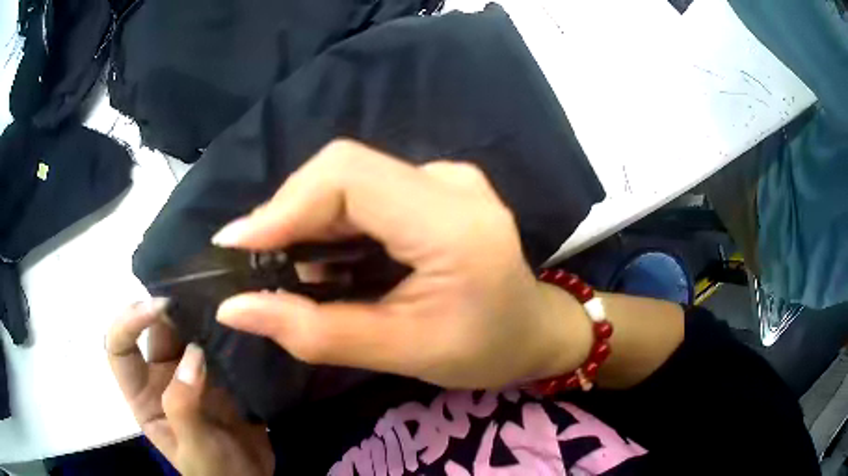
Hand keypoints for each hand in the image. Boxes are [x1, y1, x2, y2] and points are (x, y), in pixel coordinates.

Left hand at [106, 300, 274, 475]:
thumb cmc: (215, 473)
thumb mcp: (192, 447)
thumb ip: (183, 404)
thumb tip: (194, 354)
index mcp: (143, 396)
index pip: (120, 349)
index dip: (128, 323)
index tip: (158, 308)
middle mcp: (161, 378)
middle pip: (154, 332)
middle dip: (168, 310)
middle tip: (195, 292)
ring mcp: (191, 375)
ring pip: (185, 333)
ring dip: (197, 316)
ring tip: (217, 298)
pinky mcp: (219, 376)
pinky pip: (216, 346)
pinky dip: (223, 331)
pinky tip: (238, 319)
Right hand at [212, 139, 592, 388]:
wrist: (534, 331)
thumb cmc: (484, 351)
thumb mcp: (402, 352)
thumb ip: (315, 332)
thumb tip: (234, 309)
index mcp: (452, 223)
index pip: (348, 177)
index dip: (282, 205)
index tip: (235, 247)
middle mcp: (450, 181)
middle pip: (344, 170)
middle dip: (289, 215)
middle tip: (259, 265)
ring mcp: (446, 177)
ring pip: (351, 177)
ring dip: (307, 219)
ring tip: (288, 269)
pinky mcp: (438, 186)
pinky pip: (368, 189)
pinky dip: (333, 220)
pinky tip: (326, 258)